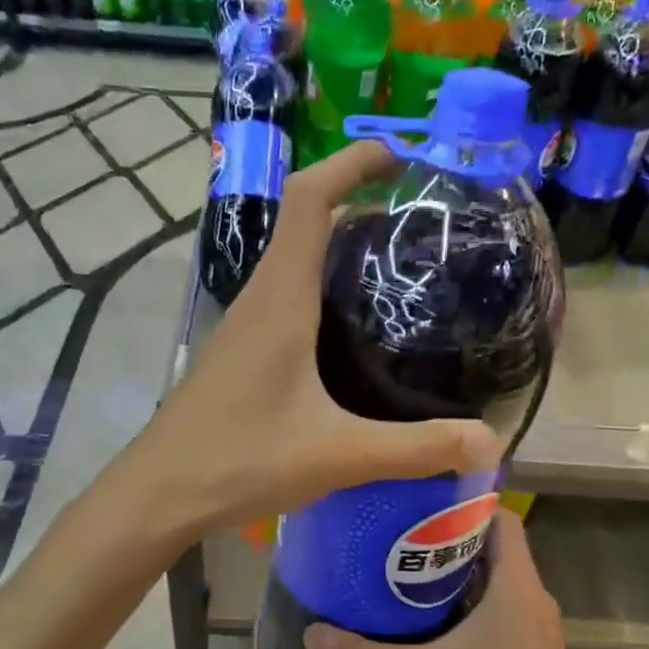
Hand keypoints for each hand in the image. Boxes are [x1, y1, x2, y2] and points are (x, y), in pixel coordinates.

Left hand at [136, 140, 501, 537]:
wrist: (160, 492)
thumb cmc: (240, 460)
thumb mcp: (338, 454)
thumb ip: (414, 448)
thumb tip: (487, 443)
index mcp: (280, 300)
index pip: (309, 199)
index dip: (350, 163)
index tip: (400, 156)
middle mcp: (258, 300)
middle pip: (302, 223)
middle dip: (356, 203)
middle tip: (416, 222)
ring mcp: (242, 328)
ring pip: (290, 263)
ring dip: (334, 248)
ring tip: (393, 269)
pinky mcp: (238, 355)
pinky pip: (282, 300)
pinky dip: (317, 290)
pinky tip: (347, 334)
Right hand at [301, 510, 582, 648]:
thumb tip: (311, 632)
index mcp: (516, 587)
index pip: (502, 519)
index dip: (467, 502)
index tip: (422, 501)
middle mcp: (533, 598)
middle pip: (495, 549)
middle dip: (451, 538)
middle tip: (400, 534)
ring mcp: (537, 629)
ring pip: (498, 582)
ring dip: (459, 574)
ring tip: (407, 572)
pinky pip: (502, 609)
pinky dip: (471, 604)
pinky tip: (433, 623)